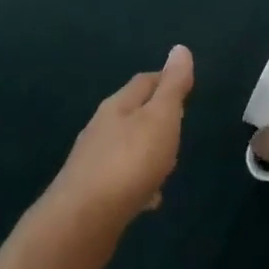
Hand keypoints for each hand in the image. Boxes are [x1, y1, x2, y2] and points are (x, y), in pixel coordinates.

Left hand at [37, 45, 192, 265]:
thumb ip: (172, 87)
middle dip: (157, 117)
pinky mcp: (92, 192)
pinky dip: (138, 182)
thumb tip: (180, 48)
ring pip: (127, 147)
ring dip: (147, 151)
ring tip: (168, 164)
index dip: (166, 80)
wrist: (83, 220)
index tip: (186, 87)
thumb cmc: (129, 162)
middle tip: (181, 127)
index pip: (145, 81)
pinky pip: (122, 178)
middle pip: (133, 113)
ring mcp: (93, 160)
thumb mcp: (160, 118)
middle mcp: (101, 127)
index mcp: (118, 105)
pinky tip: (149, 198)